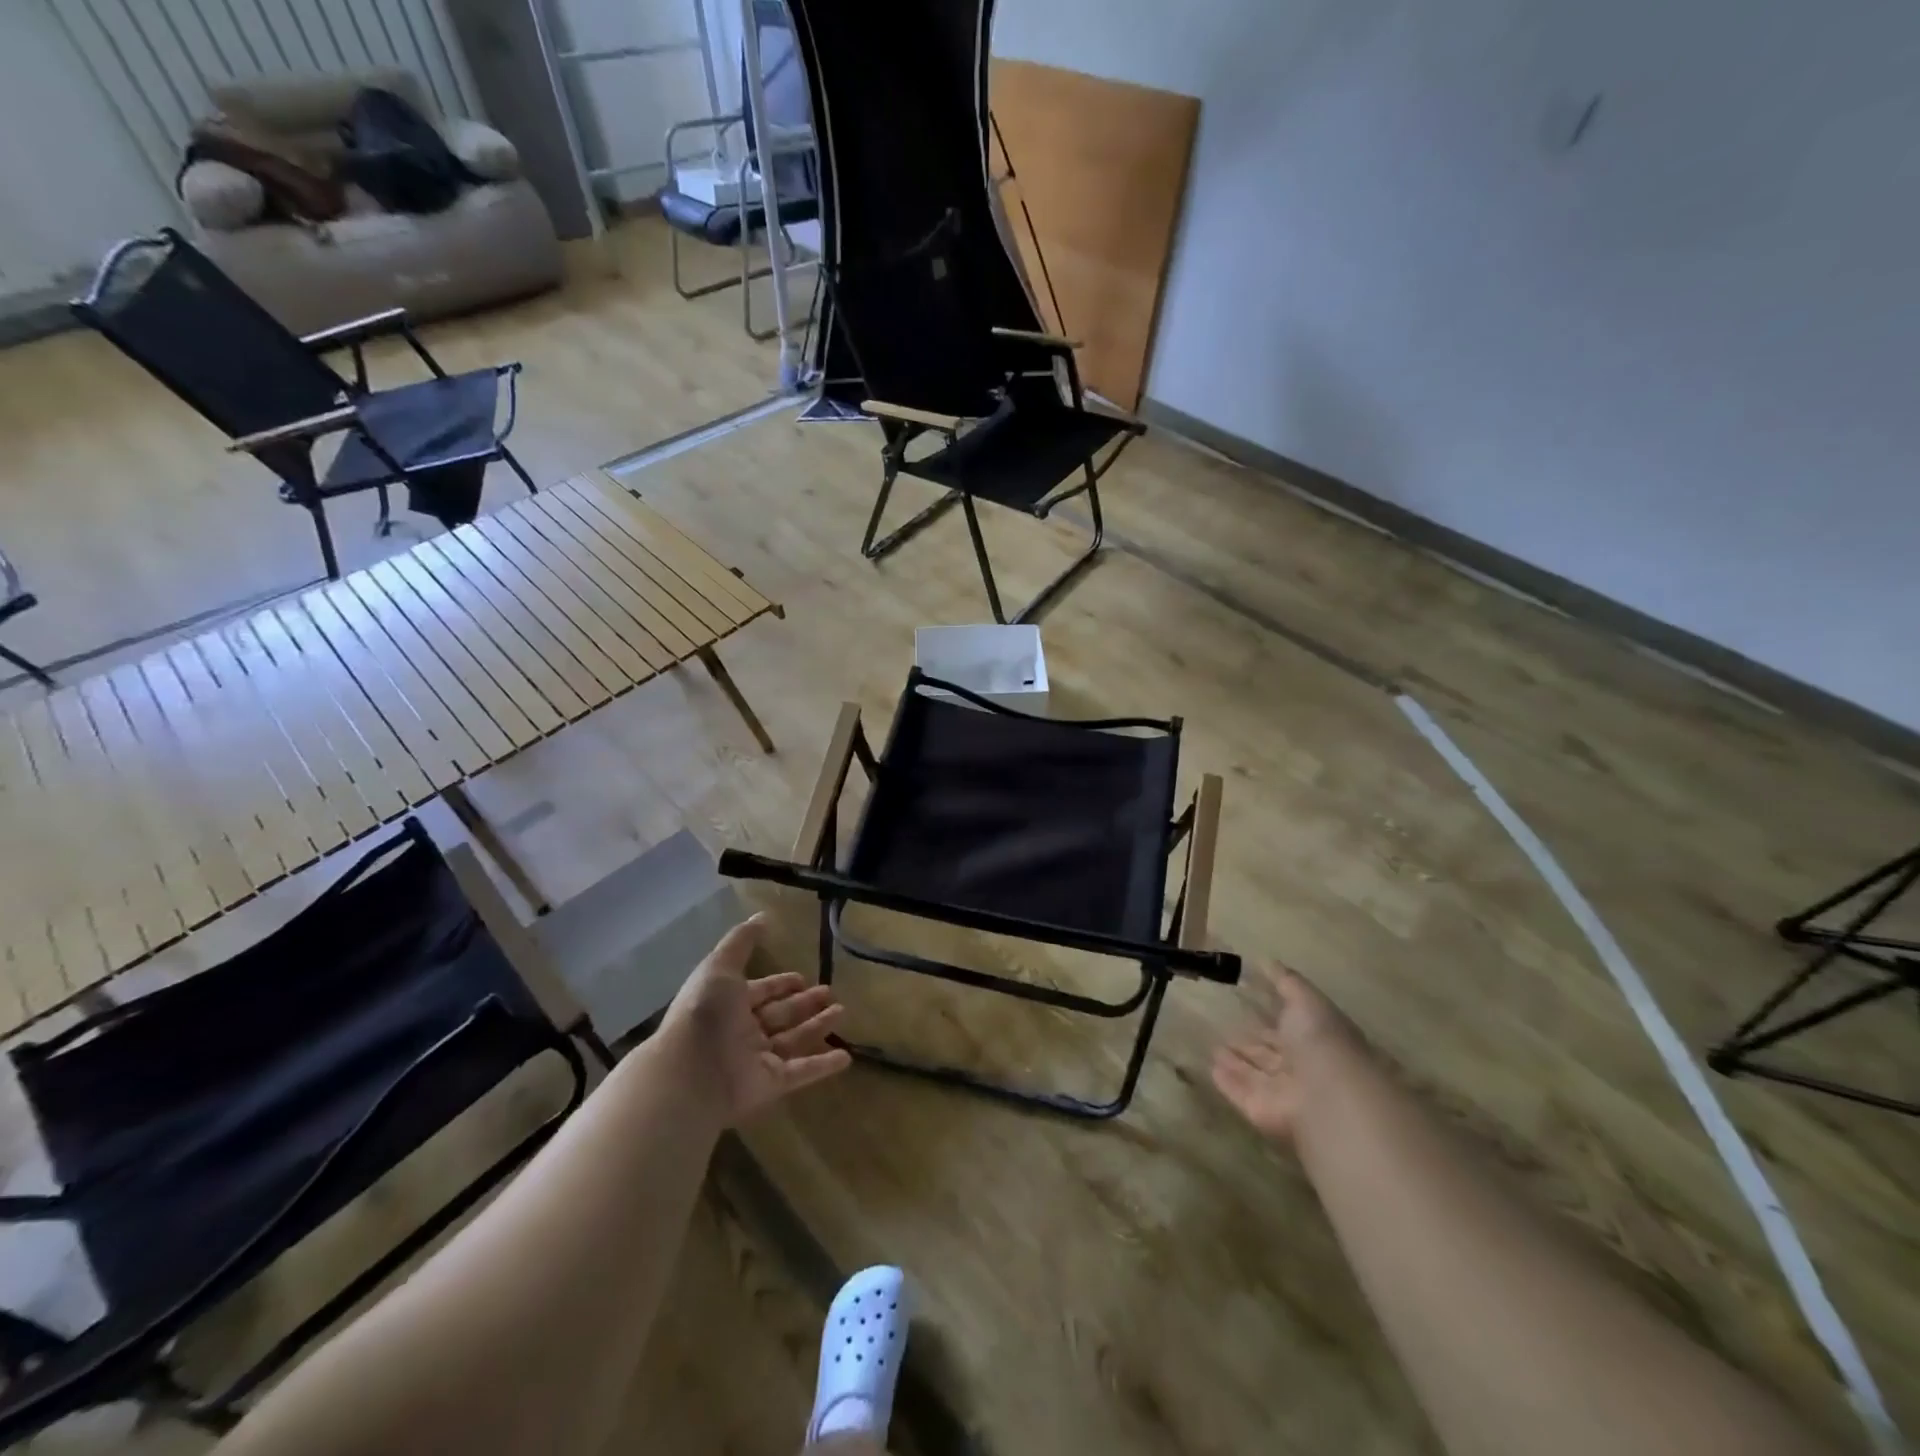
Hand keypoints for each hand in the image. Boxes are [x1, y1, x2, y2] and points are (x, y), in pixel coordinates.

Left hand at [661, 915, 851, 1124]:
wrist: (690, 1072)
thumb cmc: (705, 1013)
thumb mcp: (720, 966)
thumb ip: (742, 941)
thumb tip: (762, 915)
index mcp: (729, 1004)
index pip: (760, 991)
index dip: (780, 983)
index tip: (801, 977)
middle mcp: (743, 1031)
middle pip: (780, 1014)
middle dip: (803, 1002)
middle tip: (829, 991)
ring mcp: (758, 1059)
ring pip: (794, 1040)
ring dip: (817, 1027)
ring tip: (842, 1011)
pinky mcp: (771, 1084)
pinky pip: (802, 1072)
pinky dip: (823, 1065)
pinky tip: (847, 1057)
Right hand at [1211, 961, 1359, 1144]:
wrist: (1328, 1097)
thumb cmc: (1321, 1041)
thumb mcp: (1307, 1000)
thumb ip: (1286, 982)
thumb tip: (1265, 960)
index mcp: (1315, 1041)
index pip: (1290, 1028)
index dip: (1272, 1017)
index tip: (1248, 1003)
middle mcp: (1300, 1068)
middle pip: (1271, 1053)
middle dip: (1251, 1041)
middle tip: (1226, 1026)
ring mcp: (1281, 1092)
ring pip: (1255, 1073)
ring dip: (1237, 1061)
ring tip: (1213, 1046)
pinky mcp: (1260, 1110)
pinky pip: (1239, 1091)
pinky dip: (1226, 1080)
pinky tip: (1210, 1066)